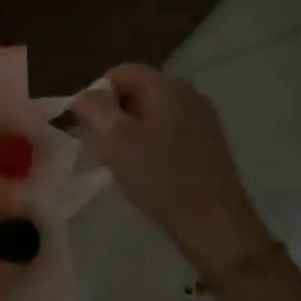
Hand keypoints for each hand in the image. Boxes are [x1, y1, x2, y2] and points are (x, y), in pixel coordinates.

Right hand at [71, 65, 267, 270]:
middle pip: (137, 91)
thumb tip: (84, 96)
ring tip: (123, 163)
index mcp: (167, 85)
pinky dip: (152, 144)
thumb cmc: (161, 177)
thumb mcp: (114, 138)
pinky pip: (170, 132)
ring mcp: (203, 120)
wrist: (216, 227)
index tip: (88, 126)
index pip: (120, 72)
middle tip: (102, 147)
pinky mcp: (210, 145)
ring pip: (153, 114)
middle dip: (114, 114)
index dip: (96, 94)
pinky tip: (149, 172)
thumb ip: (93, 107)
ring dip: (131, 132)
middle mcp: (189, 94)